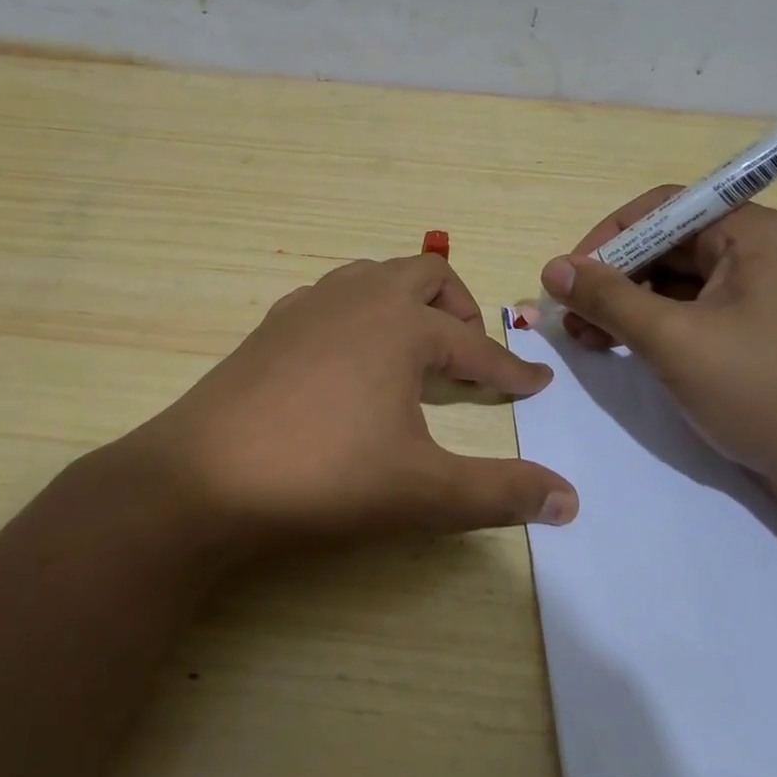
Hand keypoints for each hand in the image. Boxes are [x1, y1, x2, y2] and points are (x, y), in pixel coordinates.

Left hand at [111, 254, 577, 557]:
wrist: (206, 476)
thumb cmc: (325, 476)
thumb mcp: (425, 492)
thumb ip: (502, 493)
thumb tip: (570, 500)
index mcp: (402, 324)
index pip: (475, 347)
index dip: (510, 370)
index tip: (537, 383)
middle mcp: (358, 298)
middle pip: (425, 276)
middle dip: (460, 308)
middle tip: (472, 353)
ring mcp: (308, 306)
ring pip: (373, 277)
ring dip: (405, 302)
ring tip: (415, 347)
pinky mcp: (271, 325)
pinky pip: (330, 297)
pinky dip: (358, 313)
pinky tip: (350, 356)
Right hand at [539, 194, 776, 513]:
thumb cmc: (766, 390)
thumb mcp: (674, 341)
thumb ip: (608, 299)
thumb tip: (553, 268)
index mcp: (750, 234)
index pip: (661, 209)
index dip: (608, 237)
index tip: (569, 276)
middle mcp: (757, 253)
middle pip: (665, 247)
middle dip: (612, 279)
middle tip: (570, 316)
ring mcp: (758, 297)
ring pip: (674, 284)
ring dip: (625, 307)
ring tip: (584, 339)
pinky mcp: (755, 336)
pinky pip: (691, 315)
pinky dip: (652, 329)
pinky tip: (619, 350)